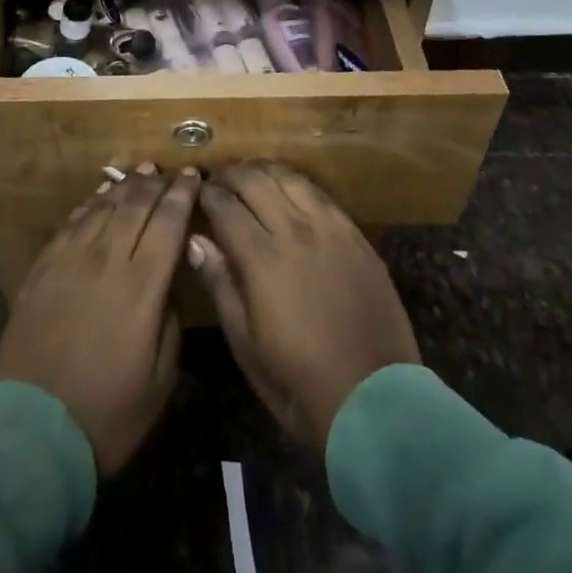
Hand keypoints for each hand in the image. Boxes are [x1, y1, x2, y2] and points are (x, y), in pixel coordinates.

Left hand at [0, 164, 200, 474]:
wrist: (31, 432)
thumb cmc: (107, 415)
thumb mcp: (159, 381)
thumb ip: (169, 322)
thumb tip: (166, 283)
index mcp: (141, 286)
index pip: (168, 223)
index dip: (182, 195)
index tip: (193, 176)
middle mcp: (106, 260)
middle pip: (135, 205)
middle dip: (155, 183)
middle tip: (167, 170)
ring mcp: (70, 260)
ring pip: (102, 207)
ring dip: (124, 186)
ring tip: (139, 173)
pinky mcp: (43, 267)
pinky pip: (72, 223)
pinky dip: (91, 205)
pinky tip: (99, 199)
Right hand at [191, 162, 419, 448]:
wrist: (375, 402)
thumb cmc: (299, 383)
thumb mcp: (246, 346)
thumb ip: (220, 285)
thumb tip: (195, 241)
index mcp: (261, 259)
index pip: (225, 205)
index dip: (207, 194)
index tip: (198, 193)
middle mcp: (294, 231)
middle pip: (254, 180)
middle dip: (231, 174)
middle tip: (219, 180)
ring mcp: (329, 229)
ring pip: (289, 177)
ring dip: (264, 170)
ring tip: (251, 176)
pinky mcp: (355, 235)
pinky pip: (321, 194)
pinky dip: (297, 183)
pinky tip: (290, 190)